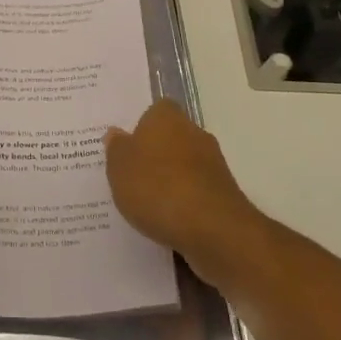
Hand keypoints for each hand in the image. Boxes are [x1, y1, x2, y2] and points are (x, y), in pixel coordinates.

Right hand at [104, 100, 260, 282]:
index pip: (156, 110)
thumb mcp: (119, 168)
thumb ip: (116, 148)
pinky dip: (184, 200)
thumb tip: (117, 133)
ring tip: (146, 201)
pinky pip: (196, 190)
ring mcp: (213, 164)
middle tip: (131, 173)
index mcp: (166, 118)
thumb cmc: (157, 188)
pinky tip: (168, 218)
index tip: (128, 145)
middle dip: (155, 153)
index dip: (142, 125)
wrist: (212, 229)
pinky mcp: (224, 193)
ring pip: (185, 164)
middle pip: (171, 136)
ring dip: (170, 178)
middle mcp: (194, 133)